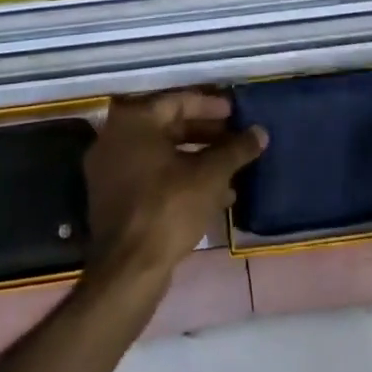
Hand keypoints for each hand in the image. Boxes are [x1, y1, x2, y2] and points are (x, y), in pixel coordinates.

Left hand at [84, 91, 266, 286]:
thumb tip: (260, 132)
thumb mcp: (210, 175)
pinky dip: (180, 178)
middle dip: (206, 134)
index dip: (211, 106)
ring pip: (162, 154)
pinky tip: (214, 195)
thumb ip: (236, 149)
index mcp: (134, 121)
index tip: (236, 113)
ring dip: (197, 159)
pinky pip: (152, 176)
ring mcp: (111, 170)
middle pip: (169, 126)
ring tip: (232, 169)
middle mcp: (115, 138)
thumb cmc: (168, 208)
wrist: (128, 271)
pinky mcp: (114, 199)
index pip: (179, 101)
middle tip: (235, 139)